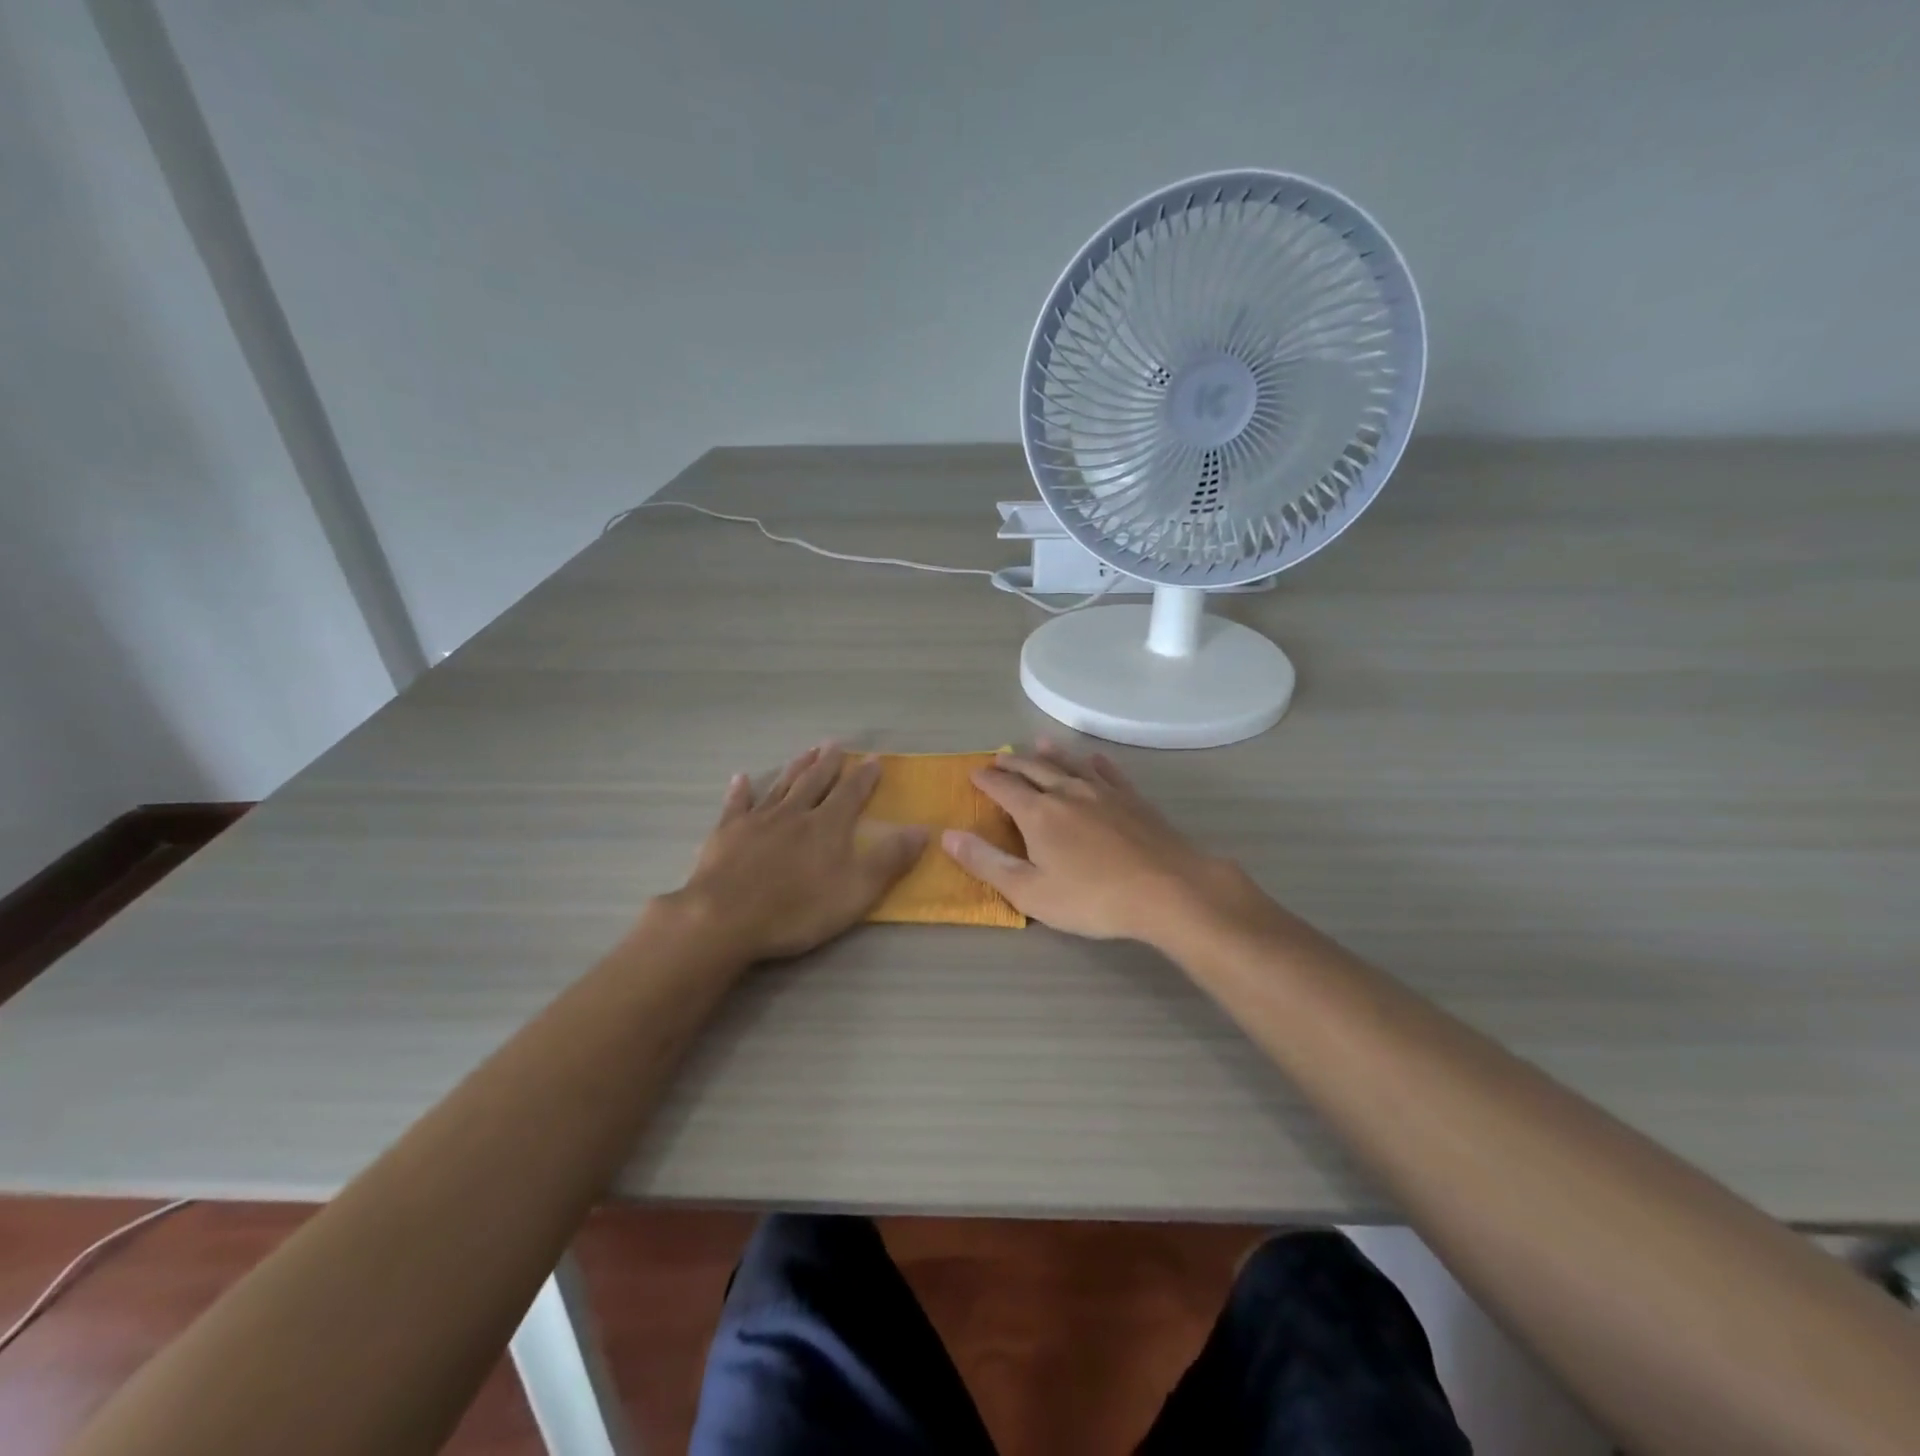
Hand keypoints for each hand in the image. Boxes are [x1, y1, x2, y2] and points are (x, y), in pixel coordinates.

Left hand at [670, 744, 927, 961]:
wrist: (725, 918)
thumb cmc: (797, 909)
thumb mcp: (856, 891)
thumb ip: (890, 859)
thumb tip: (923, 829)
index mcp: (828, 826)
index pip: (851, 793)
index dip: (864, 777)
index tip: (874, 759)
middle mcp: (795, 813)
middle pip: (815, 782)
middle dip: (828, 763)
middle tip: (835, 745)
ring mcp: (758, 820)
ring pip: (781, 786)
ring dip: (796, 768)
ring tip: (806, 752)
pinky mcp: (726, 833)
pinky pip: (736, 804)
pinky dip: (740, 790)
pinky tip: (741, 778)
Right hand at [940, 739, 1255, 946]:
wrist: (1168, 889)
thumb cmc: (1093, 898)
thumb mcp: (1030, 891)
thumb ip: (987, 863)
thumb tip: (948, 835)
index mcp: (1038, 814)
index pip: (1004, 788)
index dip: (986, 780)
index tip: (974, 774)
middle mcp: (1067, 792)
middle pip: (1034, 769)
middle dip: (1013, 762)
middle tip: (999, 756)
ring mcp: (1104, 793)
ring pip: (1071, 764)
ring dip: (1051, 754)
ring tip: (1038, 742)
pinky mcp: (1133, 800)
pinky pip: (1109, 773)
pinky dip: (1096, 763)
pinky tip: (1095, 760)